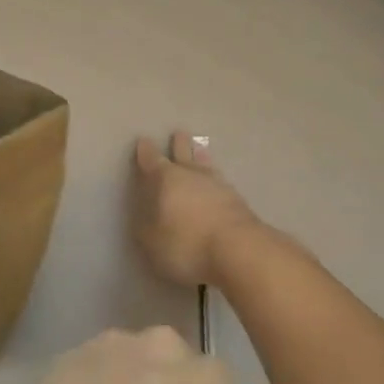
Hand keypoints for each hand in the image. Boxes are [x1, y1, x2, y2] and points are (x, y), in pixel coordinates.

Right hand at [131, 131, 263, 287]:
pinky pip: (221, 183)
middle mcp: (192, 175)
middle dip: (179, 145)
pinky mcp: (239, 201)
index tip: (143, 140)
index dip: (145, 151)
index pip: (152, 160)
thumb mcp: (152, 241)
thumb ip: (146, 226)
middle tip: (179, 133)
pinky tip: (217, 184)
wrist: (240, 251)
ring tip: (200, 149)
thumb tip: (145, 215)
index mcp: (166, 179)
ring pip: (206, 165)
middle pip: (184, 154)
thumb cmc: (187, 244)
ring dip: (201, 157)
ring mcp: (218, 186)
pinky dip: (216, 180)